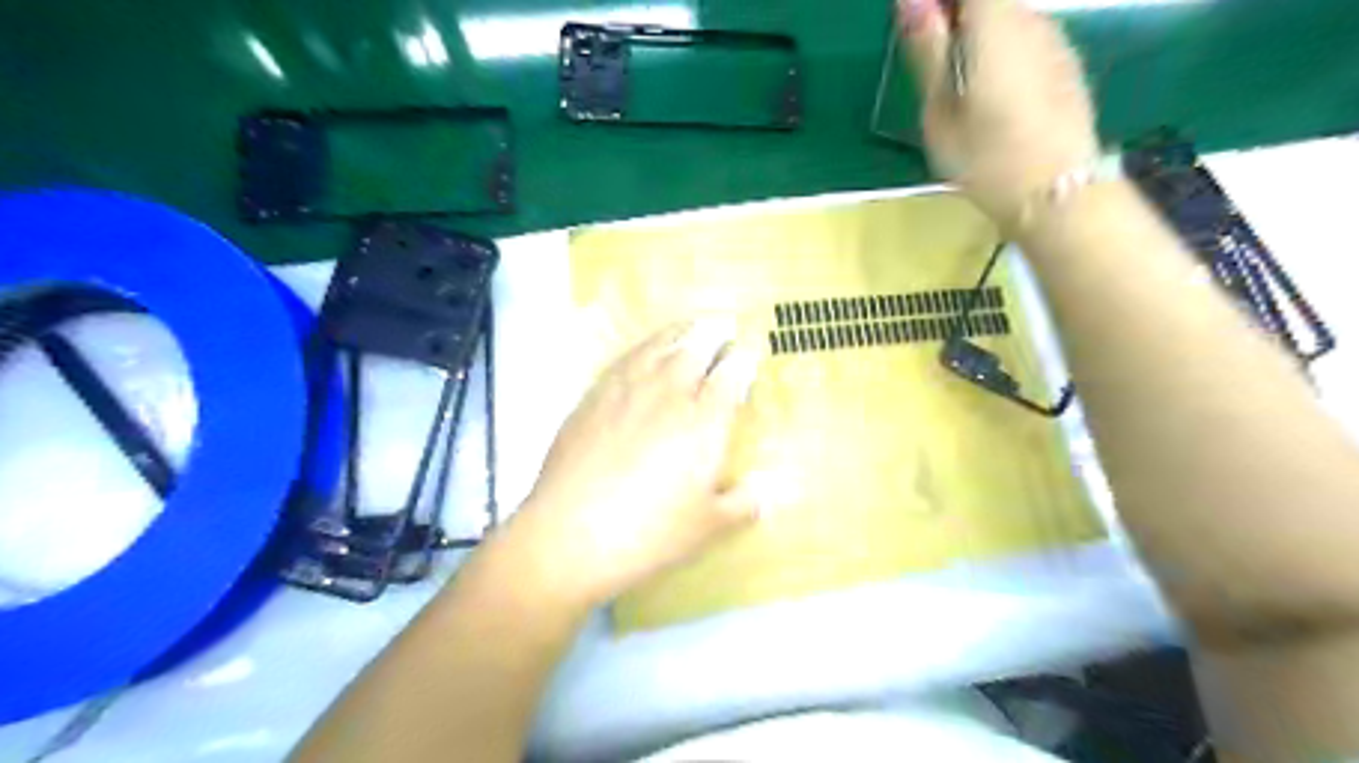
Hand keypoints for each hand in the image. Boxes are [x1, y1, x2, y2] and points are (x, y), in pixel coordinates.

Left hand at [514, 319, 762, 604]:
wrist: (571, 533)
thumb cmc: (649, 533)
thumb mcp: (708, 526)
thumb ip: (745, 504)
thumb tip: (770, 490)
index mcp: (704, 420)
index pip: (732, 375)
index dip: (744, 359)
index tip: (750, 353)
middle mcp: (669, 394)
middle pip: (696, 348)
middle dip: (715, 332)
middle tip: (724, 324)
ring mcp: (627, 390)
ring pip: (659, 346)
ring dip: (680, 331)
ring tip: (691, 326)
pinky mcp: (593, 397)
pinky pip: (625, 359)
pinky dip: (643, 348)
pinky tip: (644, 352)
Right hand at [900, 0, 1101, 225]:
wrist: (1056, 193)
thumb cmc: (985, 157)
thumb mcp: (940, 110)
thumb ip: (926, 51)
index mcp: (995, 22)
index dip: (938, 4)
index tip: (919, 31)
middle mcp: (1031, 18)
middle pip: (989, 1)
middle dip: (956, 20)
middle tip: (932, 66)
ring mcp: (1055, 40)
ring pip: (1009, 21)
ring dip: (979, 40)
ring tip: (961, 90)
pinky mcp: (1067, 66)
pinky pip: (1027, 42)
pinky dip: (1003, 56)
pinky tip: (994, 102)